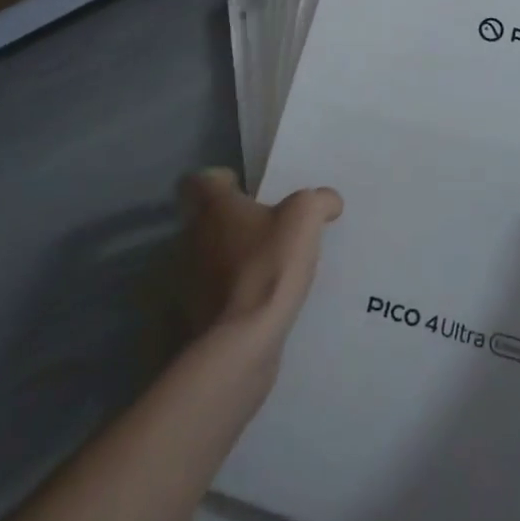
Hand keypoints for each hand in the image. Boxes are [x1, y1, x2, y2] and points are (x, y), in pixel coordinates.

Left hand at [178, 167, 342, 342]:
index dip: (221, 180)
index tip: (245, 188)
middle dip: (233, 220)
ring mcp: (191, 279)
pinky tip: (265, 296)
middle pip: (207, 218)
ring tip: (270, 263)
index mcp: (214, 207)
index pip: (199, 180)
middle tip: (268, 225)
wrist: (244, 340)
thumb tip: (327, 201)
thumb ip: (319, 200)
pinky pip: (218, 290)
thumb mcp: (305, 217)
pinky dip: (236, 290)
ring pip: (211, 255)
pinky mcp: (199, 313)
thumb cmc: (269, 264)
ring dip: (234, 256)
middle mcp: (194, 237)